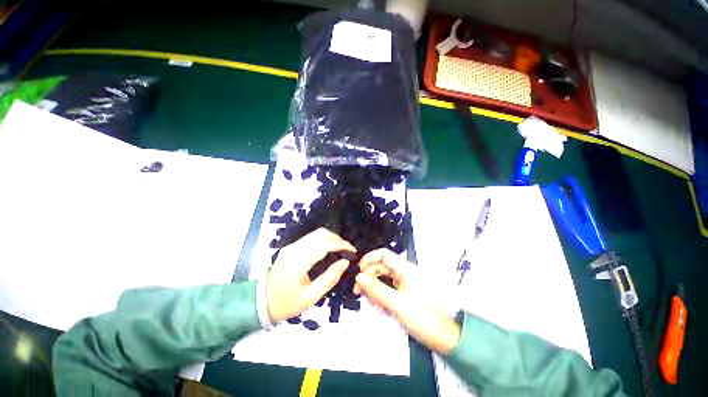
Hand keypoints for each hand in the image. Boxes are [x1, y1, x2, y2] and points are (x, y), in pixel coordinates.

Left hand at [266, 228, 355, 322]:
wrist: (260, 302)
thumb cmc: (286, 304)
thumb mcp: (310, 297)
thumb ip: (330, 278)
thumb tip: (345, 262)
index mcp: (298, 261)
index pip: (324, 245)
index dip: (341, 245)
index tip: (353, 251)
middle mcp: (294, 248)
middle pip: (321, 234)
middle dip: (337, 239)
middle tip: (347, 251)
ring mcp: (291, 246)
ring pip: (316, 233)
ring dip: (331, 238)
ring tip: (340, 250)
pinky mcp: (291, 247)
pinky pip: (311, 238)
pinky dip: (323, 240)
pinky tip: (329, 250)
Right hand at [354, 249, 460, 354]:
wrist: (444, 338)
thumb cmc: (423, 318)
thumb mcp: (396, 303)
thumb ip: (376, 289)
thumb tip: (358, 277)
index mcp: (405, 269)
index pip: (383, 255)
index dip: (369, 259)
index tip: (358, 272)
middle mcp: (403, 272)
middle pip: (380, 267)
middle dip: (369, 277)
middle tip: (359, 292)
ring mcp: (404, 282)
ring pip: (382, 279)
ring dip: (374, 289)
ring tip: (374, 305)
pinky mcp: (403, 292)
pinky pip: (387, 288)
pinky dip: (381, 296)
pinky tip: (381, 308)